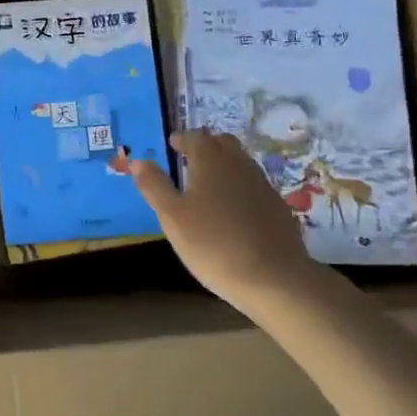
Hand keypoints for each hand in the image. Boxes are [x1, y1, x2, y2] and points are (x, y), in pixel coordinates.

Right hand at [118, 130, 317, 305]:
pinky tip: (234, 210)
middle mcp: (239, 165)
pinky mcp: (279, 208)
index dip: (182, 139)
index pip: (195, 138)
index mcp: (210, 161)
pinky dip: (240, 187)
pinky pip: (254, 186)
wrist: (274, 278)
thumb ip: (154, 185)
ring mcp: (263, 185)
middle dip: (206, 146)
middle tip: (190, 159)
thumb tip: (138, 160)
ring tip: (209, 184)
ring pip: (241, 163)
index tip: (172, 145)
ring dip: (225, 165)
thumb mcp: (172, 217)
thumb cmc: (212, 244)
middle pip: (223, 143)